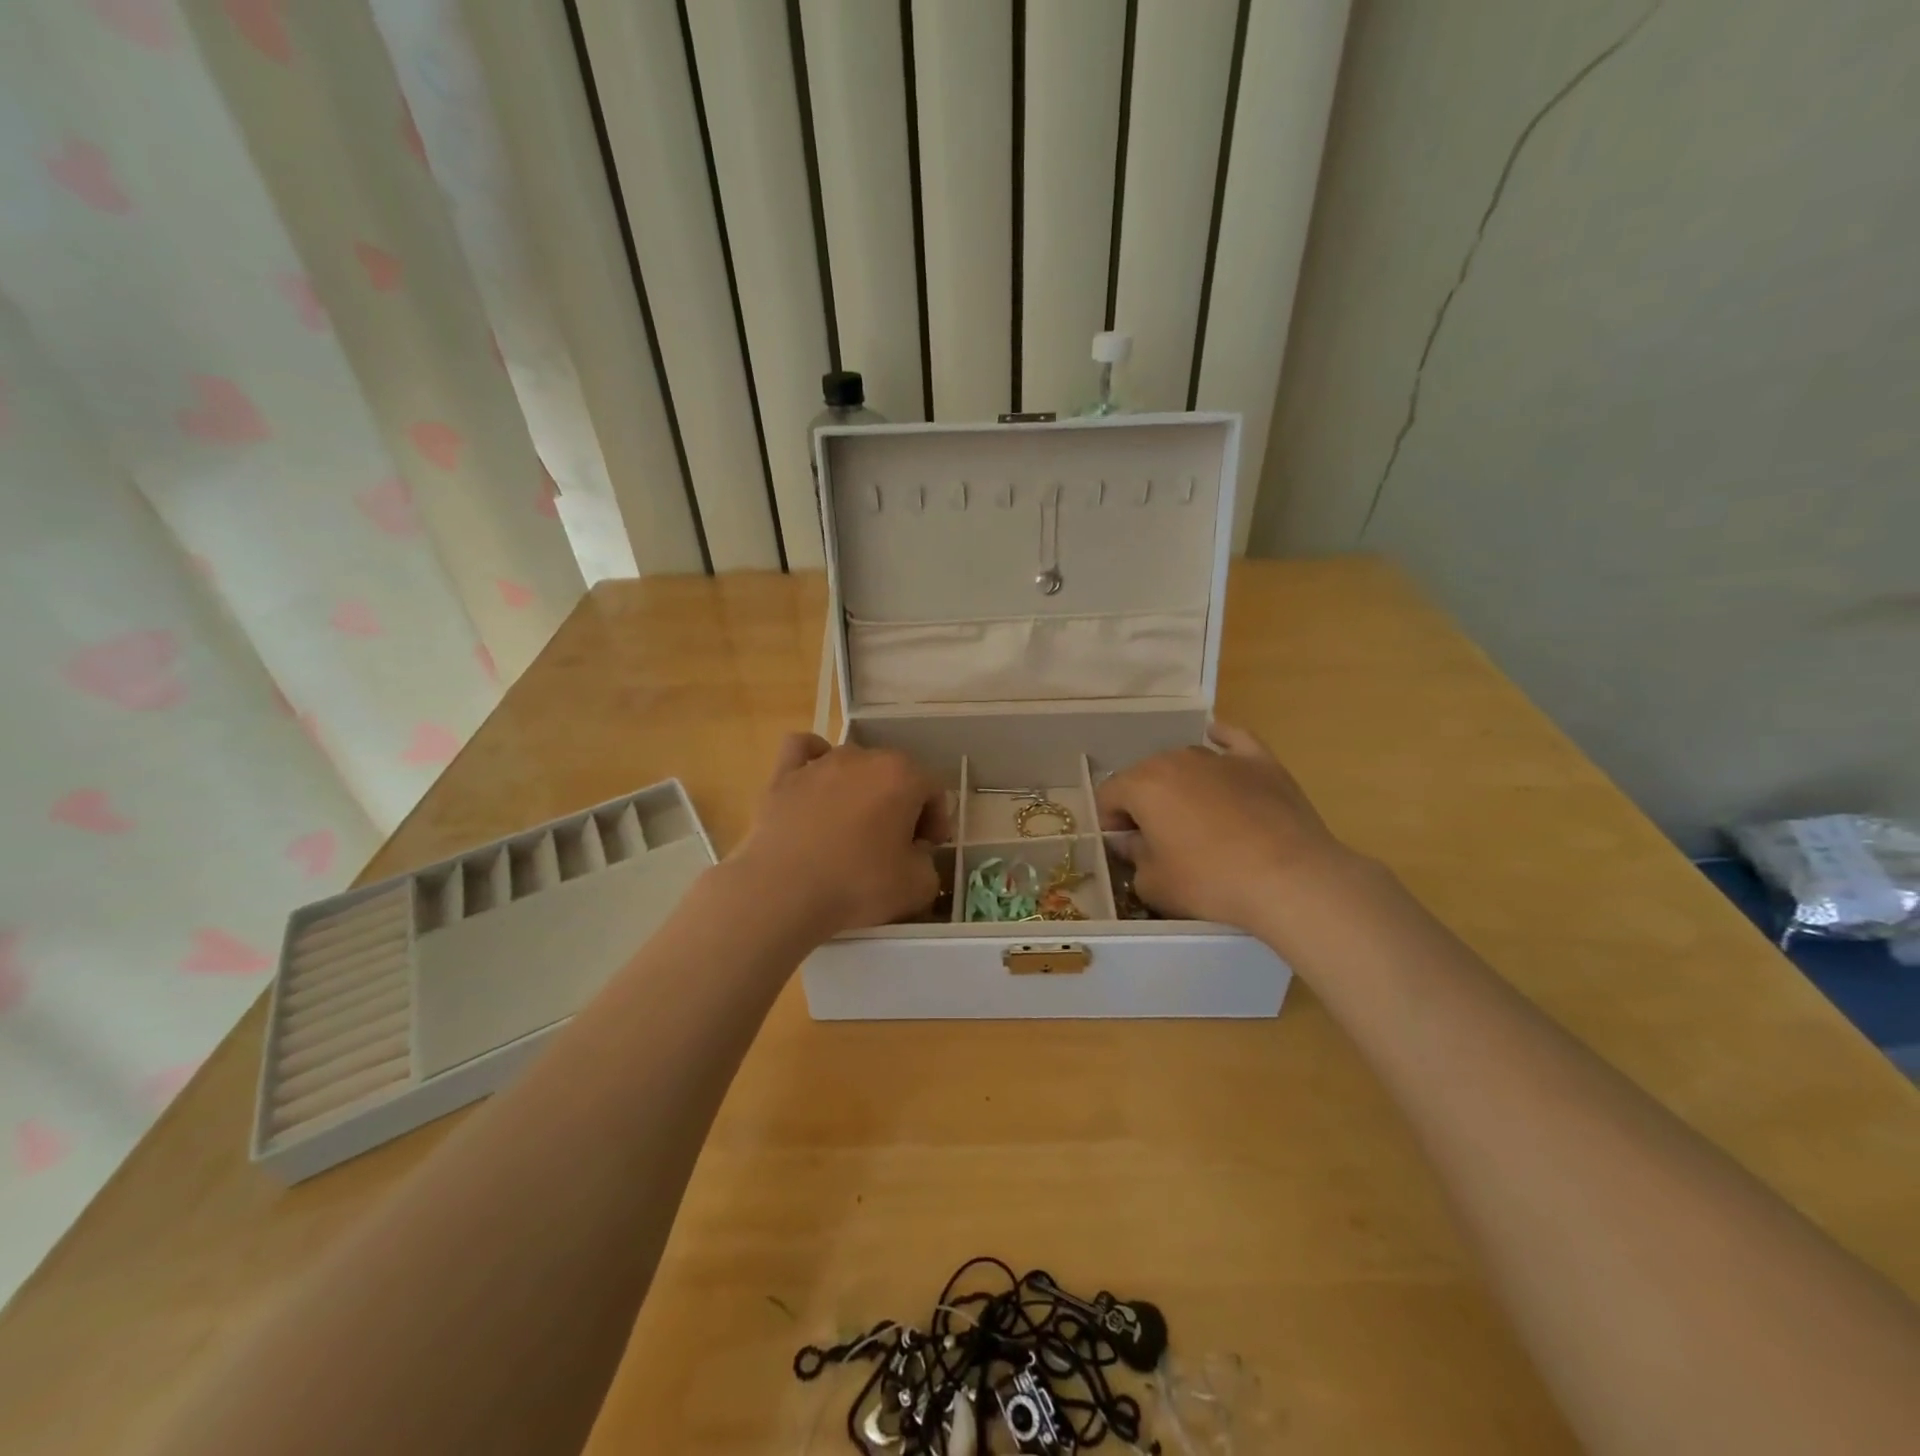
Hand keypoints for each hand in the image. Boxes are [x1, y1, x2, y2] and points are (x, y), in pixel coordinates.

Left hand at [728, 734, 950, 938]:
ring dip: (862, 789)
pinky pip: (803, 750)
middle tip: (896, 843)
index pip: (933, 789)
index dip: (936, 819)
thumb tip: (915, 855)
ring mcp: (820, 763)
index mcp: (902, 776)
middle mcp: (863, 757)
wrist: (781, 893)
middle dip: (902, 804)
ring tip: (854, 826)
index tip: (927, 848)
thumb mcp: (918, 886)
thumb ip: (928, 863)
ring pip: (854, 764)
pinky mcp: (782, 775)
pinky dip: (813, 758)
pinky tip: (816, 779)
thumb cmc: (856, 885)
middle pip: (895, 774)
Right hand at [1095, 723, 1358, 935]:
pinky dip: (1220, 741)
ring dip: (1179, 784)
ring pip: (1184, 762)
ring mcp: (1220, 756)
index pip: (1108, 795)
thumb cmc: (1212, 883)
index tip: (1123, 848)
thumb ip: (1132, 856)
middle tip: (1157, 838)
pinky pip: (1231, 740)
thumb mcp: (1154, 884)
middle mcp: (1176, 758)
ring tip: (1195, 817)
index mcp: (1142, 784)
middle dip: (1143, 802)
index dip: (1109, 823)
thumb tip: (1133, 841)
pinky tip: (1216, 740)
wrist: (1290, 880)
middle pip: (1144, 775)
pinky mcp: (1260, 762)